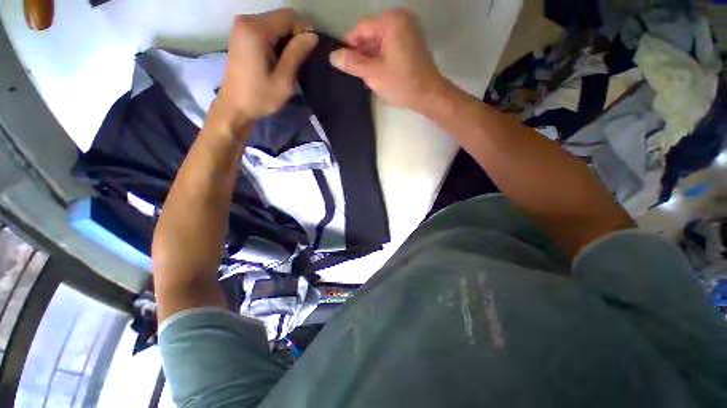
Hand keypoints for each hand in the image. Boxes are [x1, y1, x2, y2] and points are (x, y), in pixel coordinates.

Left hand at [209, 8, 317, 134]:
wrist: (235, 107)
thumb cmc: (260, 97)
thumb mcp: (284, 79)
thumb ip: (297, 54)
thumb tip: (312, 36)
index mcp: (256, 30)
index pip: (288, 17)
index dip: (303, 31)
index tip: (309, 52)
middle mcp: (246, 21)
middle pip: (280, 18)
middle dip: (295, 35)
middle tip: (301, 60)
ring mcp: (241, 27)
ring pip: (274, 24)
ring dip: (286, 40)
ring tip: (290, 62)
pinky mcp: (241, 35)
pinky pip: (265, 30)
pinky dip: (276, 41)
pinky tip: (278, 59)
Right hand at [329, 8, 448, 111]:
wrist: (429, 95)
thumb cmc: (401, 83)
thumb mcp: (373, 74)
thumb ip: (352, 63)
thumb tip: (333, 56)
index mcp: (391, 22)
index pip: (361, 28)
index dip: (349, 45)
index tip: (343, 63)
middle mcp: (401, 20)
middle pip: (371, 34)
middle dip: (362, 54)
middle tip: (356, 74)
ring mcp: (408, 32)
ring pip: (380, 42)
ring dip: (371, 59)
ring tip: (367, 77)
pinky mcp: (411, 44)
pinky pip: (390, 47)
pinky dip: (381, 59)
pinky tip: (378, 74)